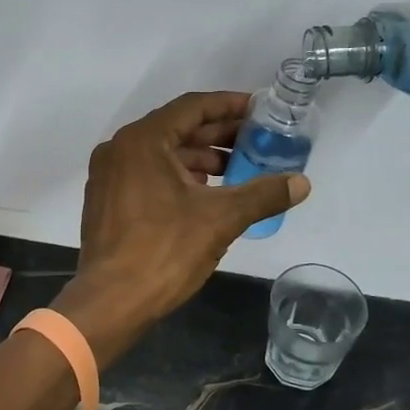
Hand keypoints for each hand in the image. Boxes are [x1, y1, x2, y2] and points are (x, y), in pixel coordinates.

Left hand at [55, 92, 310, 352]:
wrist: (111, 303)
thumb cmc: (164, 252)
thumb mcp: (220, 219)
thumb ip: (262, 195)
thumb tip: (302, 183)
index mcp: (142, 141)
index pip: (192, 108)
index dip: (228, 106)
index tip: (259, 110)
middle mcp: (120, 149)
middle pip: (177, 129)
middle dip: (218, 135)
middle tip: (256, 140)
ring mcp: (109, 176)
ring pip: (162, 154)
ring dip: (200, 158)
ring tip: (238, 169)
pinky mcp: (107, 201)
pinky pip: (148, 173)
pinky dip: (178, 176)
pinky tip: (205, 193)